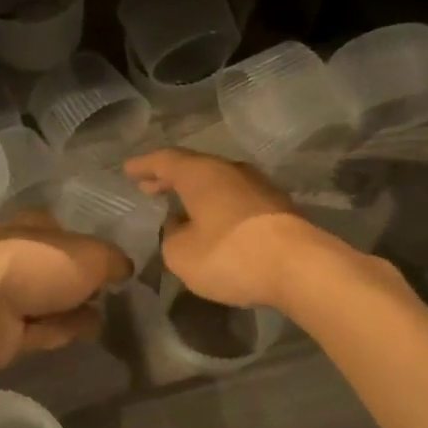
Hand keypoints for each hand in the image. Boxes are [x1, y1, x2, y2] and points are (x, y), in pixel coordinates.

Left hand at [0, 213, 129, 369]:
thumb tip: (124, 268)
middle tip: (108, 294)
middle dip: (79, 281)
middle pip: (52, 266)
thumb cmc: (39, 266)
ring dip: (73, 309)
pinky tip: (84, 335)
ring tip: (104, 319)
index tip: (107, 263)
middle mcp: (13, 254)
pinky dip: (60, 330)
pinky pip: (38, 328)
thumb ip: (113, 260)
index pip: (58, 228)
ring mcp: (3, 293)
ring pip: (46, 299)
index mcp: (29, 225)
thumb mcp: (92, 256)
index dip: (83, 243)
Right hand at [123, 149, 316, 308]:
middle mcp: (230, 170)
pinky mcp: (277, 207)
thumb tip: (179, 226)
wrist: (300, 267)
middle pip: (194, 167)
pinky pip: (236, 197)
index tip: (128, 169)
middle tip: (149, 186)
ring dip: (196, 191)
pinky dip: (218, 204)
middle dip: (169, 177)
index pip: (165, 160)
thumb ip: (171, 237)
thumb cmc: (230, 255)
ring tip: (180, 204)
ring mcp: (258, 186)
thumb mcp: (182, 255)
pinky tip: (213, 221)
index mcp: (201, 174)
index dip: (144, 165)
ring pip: (218, 181)